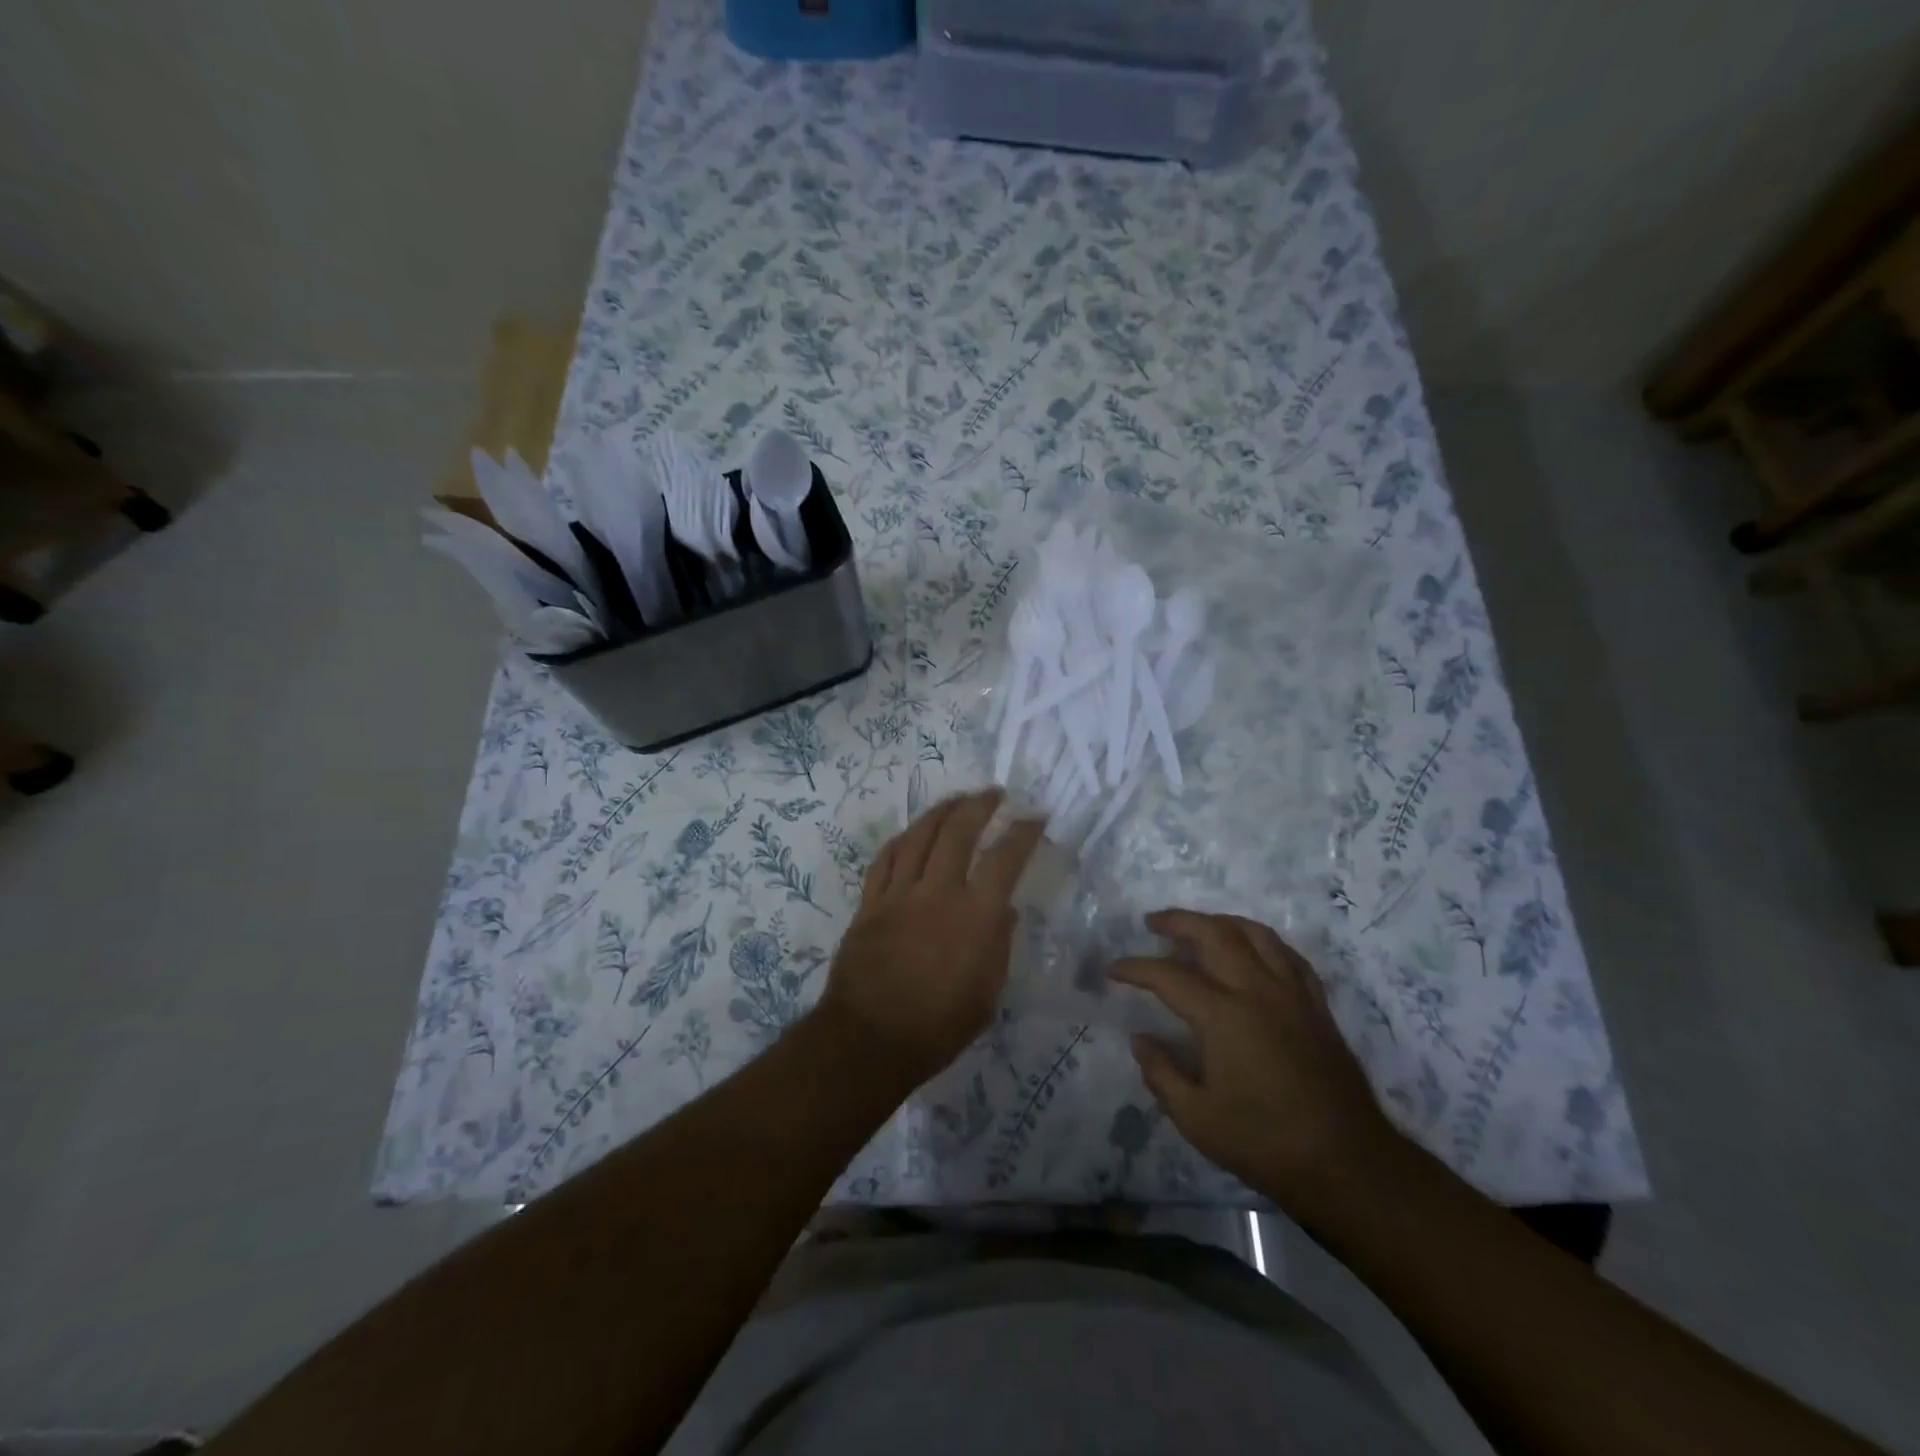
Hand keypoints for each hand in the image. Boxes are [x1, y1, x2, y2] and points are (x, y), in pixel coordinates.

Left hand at [816, 790, 1044, 1087]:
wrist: (871, 1039)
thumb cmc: (939, 1027)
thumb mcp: (988, 994)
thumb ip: (998, 945)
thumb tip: (1004, 910)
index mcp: (975, 915)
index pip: (1005, 858)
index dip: (1023, 831)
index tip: (1035, 816)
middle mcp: (938, 892)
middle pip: (958, 831)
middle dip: (979, 805)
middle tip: (994, 793)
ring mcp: (899, 893)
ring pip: (919, 835)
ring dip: (941, 811)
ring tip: (956, 800)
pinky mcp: (870, 902)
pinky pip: (886, 859)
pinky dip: (902, 840)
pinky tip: (912, 833)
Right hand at [1111, 910, 1401, 1217]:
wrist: (1348, 1163)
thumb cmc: (1266, 1143)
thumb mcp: (1197, 1119)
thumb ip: (1162, 1074)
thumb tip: (1141, 1039)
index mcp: (1223, 1016)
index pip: (1168, 976)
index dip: (1135, 968)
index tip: (1113, 969)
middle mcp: (1257, 990)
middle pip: (1214, 933)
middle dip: (1178, 921)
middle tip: (1153, 924)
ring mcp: (1292, 993)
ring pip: (1255, 933)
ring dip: (1221, 921)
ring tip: (1200, 927)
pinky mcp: (1317, 1005)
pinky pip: (1288, 955)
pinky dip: (1263, 942)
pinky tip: (1253, 950)